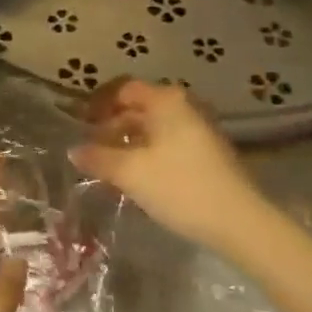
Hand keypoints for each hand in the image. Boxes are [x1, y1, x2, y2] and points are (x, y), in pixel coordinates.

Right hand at [71, 78, 263, 252]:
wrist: (237, 221)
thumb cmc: (179, 187)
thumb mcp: (130, 173)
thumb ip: (98, 158)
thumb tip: (74, 150)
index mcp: (166, 101)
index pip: (123, 90)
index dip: (98, 105)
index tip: (79, 126)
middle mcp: (184, 106)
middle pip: (139, 108)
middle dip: (112, 126)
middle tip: (90, 149)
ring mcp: (200, 129)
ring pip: (154, 128)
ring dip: (129, 142)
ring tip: (108, 166)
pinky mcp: (208, 152)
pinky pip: (168, 143)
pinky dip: (148, 153)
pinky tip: (136, 177)